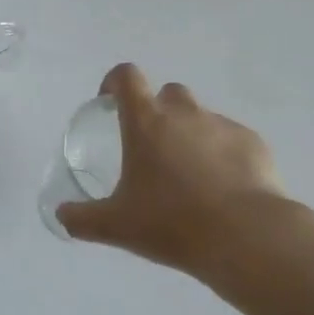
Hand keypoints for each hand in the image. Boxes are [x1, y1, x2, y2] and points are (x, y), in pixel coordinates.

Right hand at [57, 63, 294, 276]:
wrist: (245, 237)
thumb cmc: (172, 223)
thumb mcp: (117, 226)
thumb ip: (82, 219)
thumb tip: (60, 216)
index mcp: (147, 122)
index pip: (127, 77)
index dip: (115, 82)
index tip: (110, 101)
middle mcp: (185, 113)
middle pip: (168, 94)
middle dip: (159, 112)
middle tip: (153, 149)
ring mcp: (222, 126)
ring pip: (201, 118)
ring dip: (191, 135)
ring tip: (191, 177)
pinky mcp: (253, 144)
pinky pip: (231, 140)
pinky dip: (223, 155)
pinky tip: (224, 189)